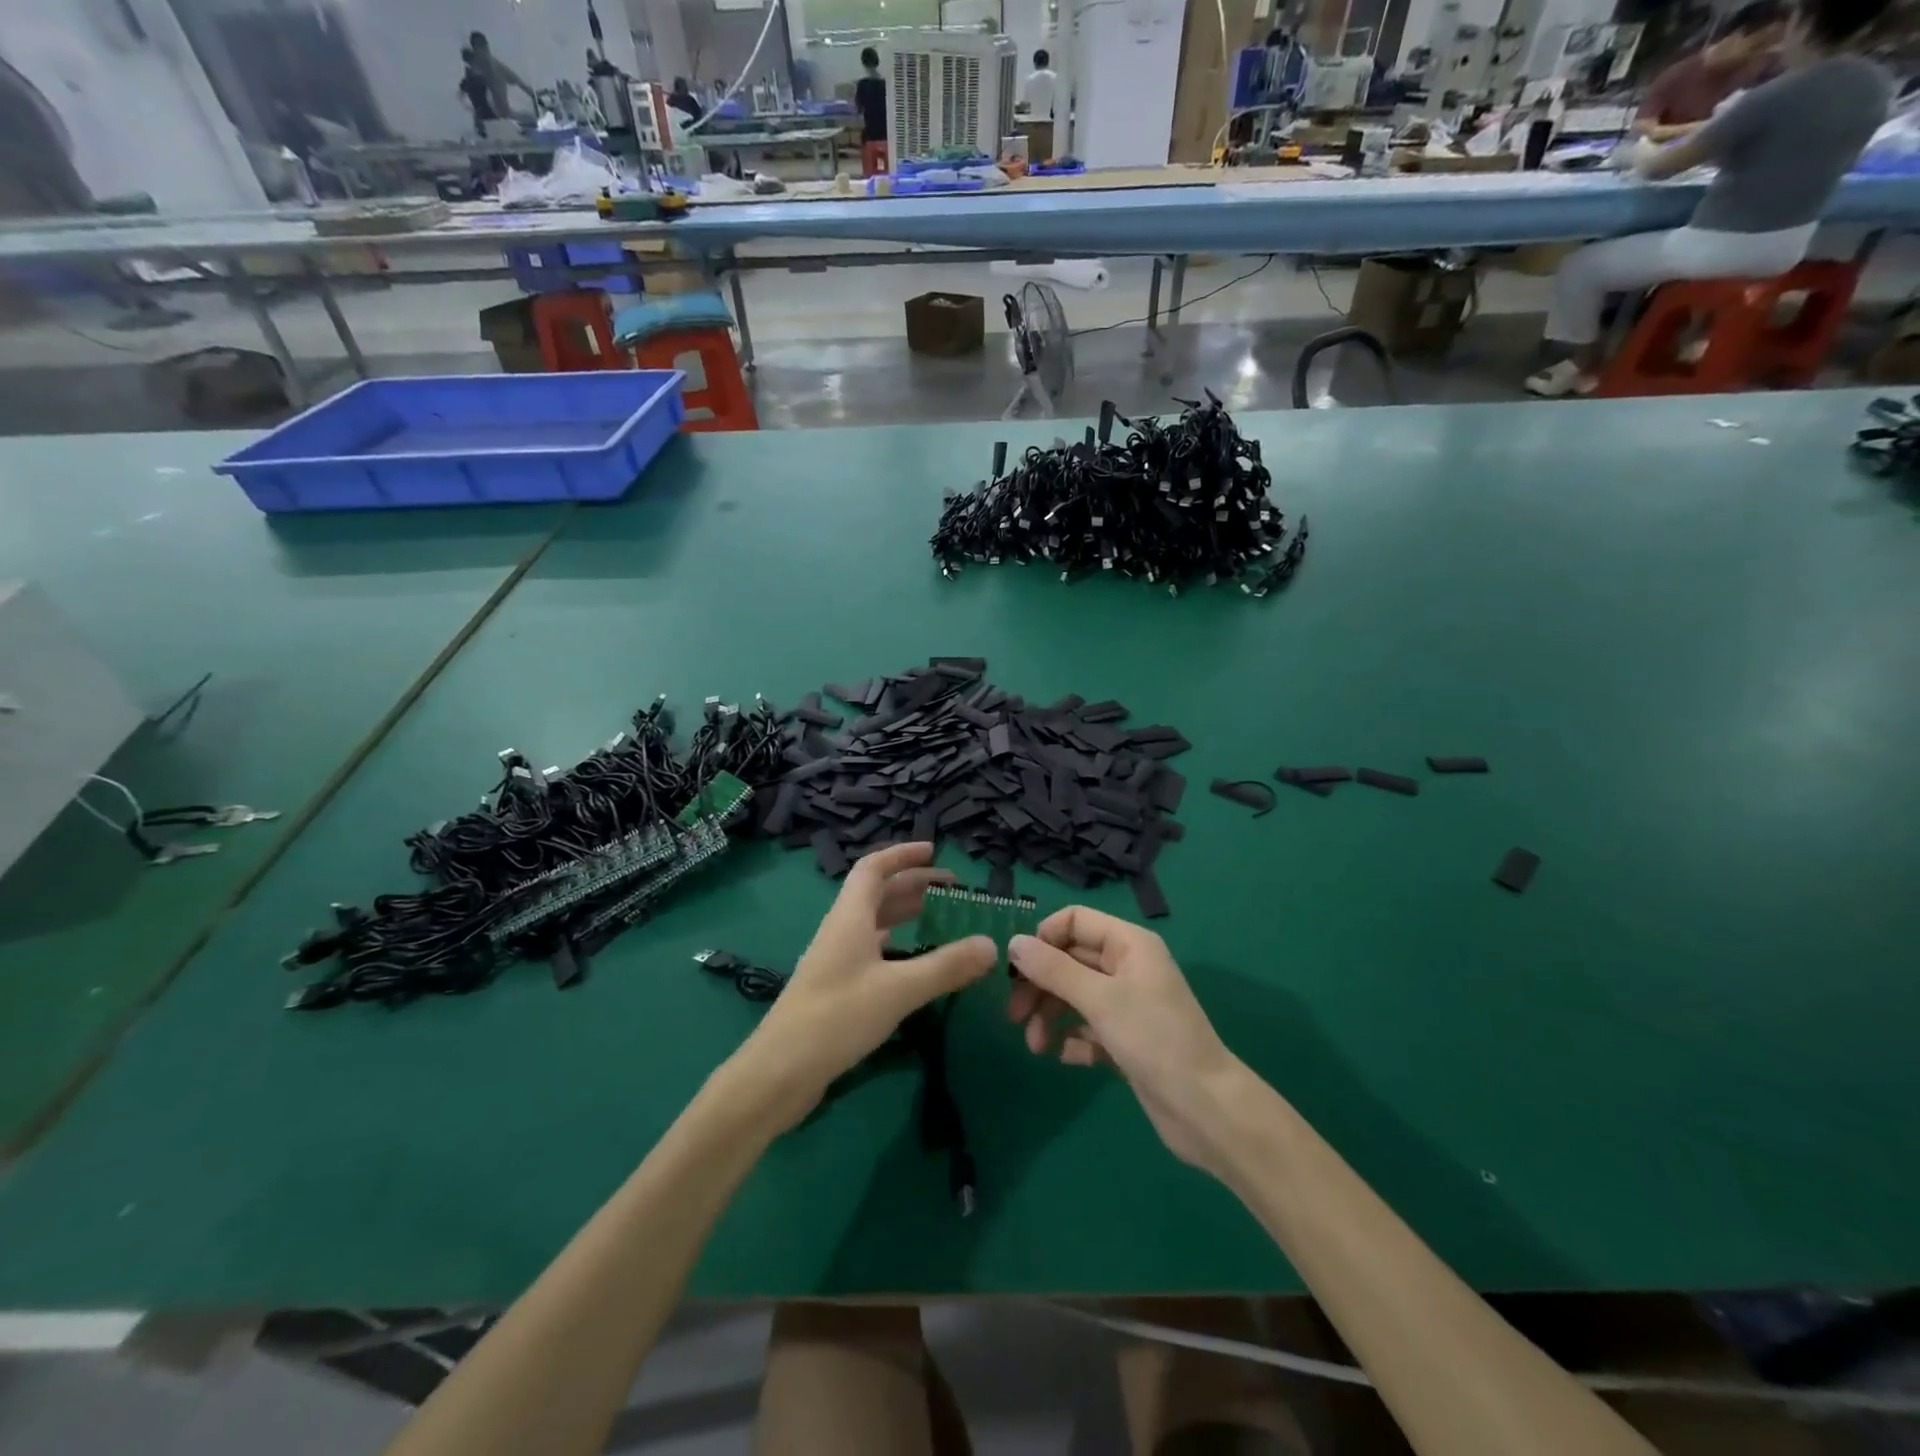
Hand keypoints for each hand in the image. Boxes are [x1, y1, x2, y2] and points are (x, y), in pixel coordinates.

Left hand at [733, 842, 995, 1131]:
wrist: (778, 1073)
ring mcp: (836, 960)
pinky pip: (872, 951)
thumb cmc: (836, 1017)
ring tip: (941, 919)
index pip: (874, 868)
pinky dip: (897, 946)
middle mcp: (842, 931)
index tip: (933, 850)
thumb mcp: (898, 989)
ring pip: (875, 923)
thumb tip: (992, 945)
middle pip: (877, 894)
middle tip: (953, 890)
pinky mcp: (837, 989)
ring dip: (905, 914)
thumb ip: (946, 966)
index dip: (902, 854)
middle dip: (913, 885)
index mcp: (850, 917)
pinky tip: (914, 961)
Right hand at [1008, 908, 1246, 1169]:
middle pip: (1069, 960)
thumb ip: (1053, 970)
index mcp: (1128, 944)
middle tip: (1014, 1015)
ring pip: (1074, 995)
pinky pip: (1088, 1028)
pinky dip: (1072, 1039)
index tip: (1018, 970)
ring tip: (1035, 1045)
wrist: (1206, 1109)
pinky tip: (1065, 1057)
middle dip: (1040, 985)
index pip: (1074, 920)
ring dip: (1050, 1015)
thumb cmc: (1154, 1039)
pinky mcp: (1126, 1040)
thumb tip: (1013, 943)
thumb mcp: (1099, 999)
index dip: (1043, 939)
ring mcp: (1128, 1004)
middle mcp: (1127, 967)